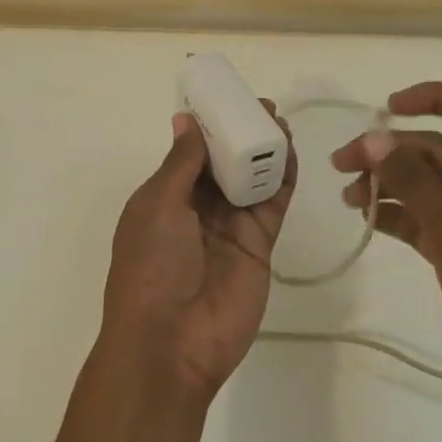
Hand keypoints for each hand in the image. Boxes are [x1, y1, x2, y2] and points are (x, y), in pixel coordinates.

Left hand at [100, 105, 296, 401]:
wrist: (172, 343)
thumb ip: (181, 163)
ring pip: (252, 180)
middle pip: (225, 163)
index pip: (190, 153)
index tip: (229, 98)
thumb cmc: (151, 267)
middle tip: (265, 106)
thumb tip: (186, 119)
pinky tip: (290, 153)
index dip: (209, 126)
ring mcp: (230, 228)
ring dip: (265, 151)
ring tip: (281, 122)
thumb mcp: (157, 207)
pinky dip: (282, 179)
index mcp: (164, 198)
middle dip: (242, 134)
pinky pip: (272, 205)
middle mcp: (197, 209)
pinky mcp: (259, 245)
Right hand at [331, 81, 441, 392]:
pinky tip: (365, 217)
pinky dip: (393, 214)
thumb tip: (375, 136)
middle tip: (342, 163)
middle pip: (435, 148)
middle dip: (389, 151)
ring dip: (386, 183)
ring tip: (347, 196)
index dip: (433, 98)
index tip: (388, 107)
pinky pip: (419, 217)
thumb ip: (414, 181)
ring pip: (422, 184)